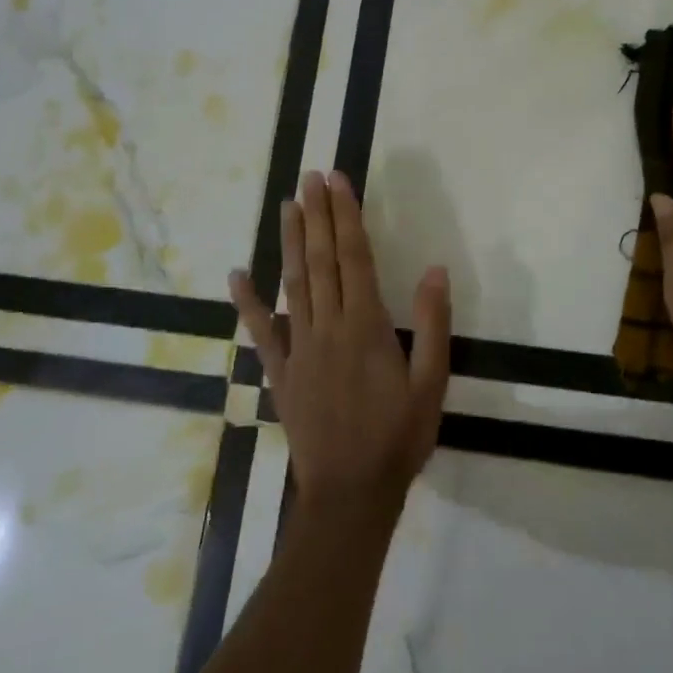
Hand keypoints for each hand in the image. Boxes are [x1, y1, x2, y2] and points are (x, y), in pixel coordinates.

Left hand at [229, 170, 450, 512]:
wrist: (351, 494)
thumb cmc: (399, 436)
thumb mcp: (432, 383)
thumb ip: (432, 324)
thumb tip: (434, 269)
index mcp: (367, 326)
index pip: (355, 258)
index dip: (346, 216)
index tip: (337, 181)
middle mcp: (329, 327)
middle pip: (322, 261)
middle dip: (318, 216)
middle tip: (310, 177)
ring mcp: (299, 349)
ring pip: (293, 284)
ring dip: (290, 242)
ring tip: (287, 206)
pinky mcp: (281, 373)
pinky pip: (262, 332)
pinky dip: (248, 303)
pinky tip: (237, 275)